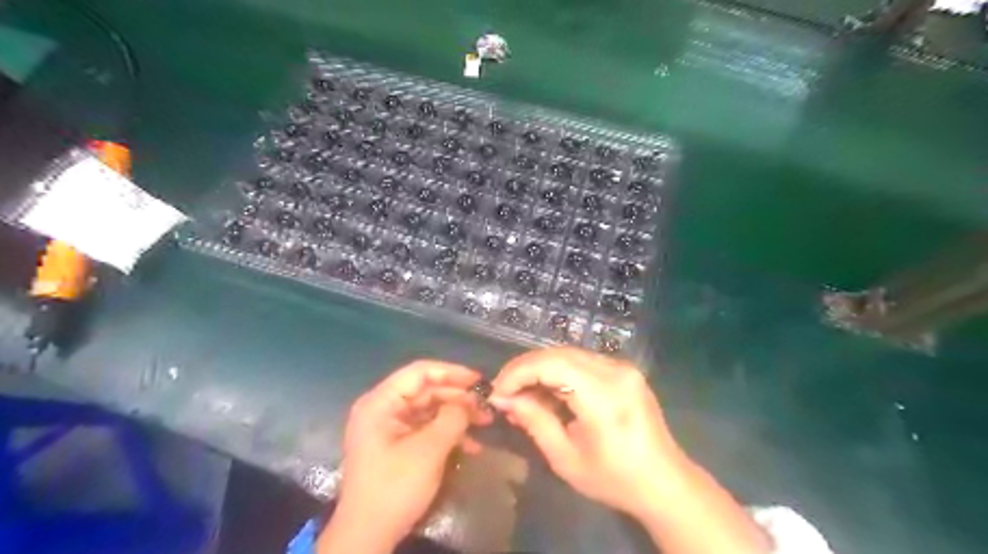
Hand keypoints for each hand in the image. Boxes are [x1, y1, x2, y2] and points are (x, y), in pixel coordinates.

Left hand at [323, 361, 490, 551]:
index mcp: (381, 402)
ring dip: (457, 416)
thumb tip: (468, 402)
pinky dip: (448, 433)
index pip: (419, 372)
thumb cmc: (395, 487)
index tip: (479, 380)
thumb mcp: (428, 450)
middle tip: (486, 406)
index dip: (451, 372)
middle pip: (427, 390)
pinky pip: (427, 428)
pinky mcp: (398, 444)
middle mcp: (384, 409)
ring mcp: (390, 427)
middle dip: (458, 397)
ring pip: (430, 409)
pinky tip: (471, 445)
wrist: (368, 536)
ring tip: (485, 422)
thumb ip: (452, 418)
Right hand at [487, 349, 685, 516]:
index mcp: (603, 395)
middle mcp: (615, 371)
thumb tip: (504, 398)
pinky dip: (559, 372)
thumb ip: (534, 421)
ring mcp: (623, 367)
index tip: (497, 392)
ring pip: (568, 354)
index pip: (550, 364)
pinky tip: (548, 391)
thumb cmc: (615, 479)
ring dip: (540, 369)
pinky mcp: (625, 371)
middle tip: (504, 391)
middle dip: (525, 369)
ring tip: (522, 393)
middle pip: (558, 353)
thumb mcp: (566, 458)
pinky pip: (583, 362)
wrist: (665, 483)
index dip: (518, 373)